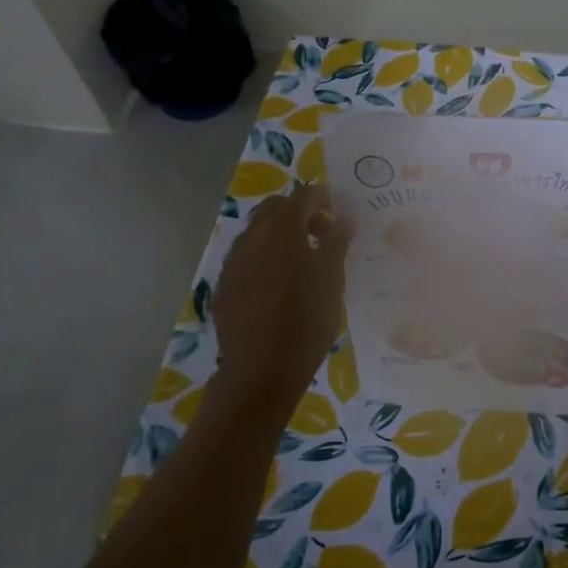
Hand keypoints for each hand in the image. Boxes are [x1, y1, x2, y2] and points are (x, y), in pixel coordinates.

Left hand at [211, 185, 353, 402]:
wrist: (261, 371)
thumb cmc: (307, 322)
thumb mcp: (333, 280)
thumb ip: (337, 243)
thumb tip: (344, 219)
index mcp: (283, 230)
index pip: (304, 196)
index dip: (323, 199)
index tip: (339, 213)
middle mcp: (253, 237)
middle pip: (274, 208)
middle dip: (298, 213)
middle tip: (322, 235)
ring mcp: (233, 261)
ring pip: (256, 232)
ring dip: (279, 236)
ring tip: (301, 263)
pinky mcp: (224, 285)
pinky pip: (245, 258)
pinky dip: (264, 259)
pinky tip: (278, 286)